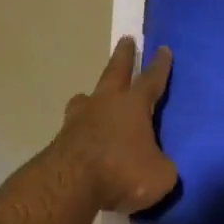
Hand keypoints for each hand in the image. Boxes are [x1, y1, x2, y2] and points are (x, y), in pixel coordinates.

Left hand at [52, 36, 179, 212]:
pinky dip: (81, 128)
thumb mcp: (160, 175)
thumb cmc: (122, 172)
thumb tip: (158, 164)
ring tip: (92, 95)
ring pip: (87, 98)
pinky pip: (75, 127)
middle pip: (115, 72)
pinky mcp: (61, 139)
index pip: (151, 80)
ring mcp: (79, 119)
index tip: (163, 49)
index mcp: (134, 106)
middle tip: (126, 40)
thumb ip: (162, 165)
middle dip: (123, 56)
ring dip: (92, 94)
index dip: (159, 66)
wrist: (70, 184)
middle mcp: (105, 103)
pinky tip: (83, 136)